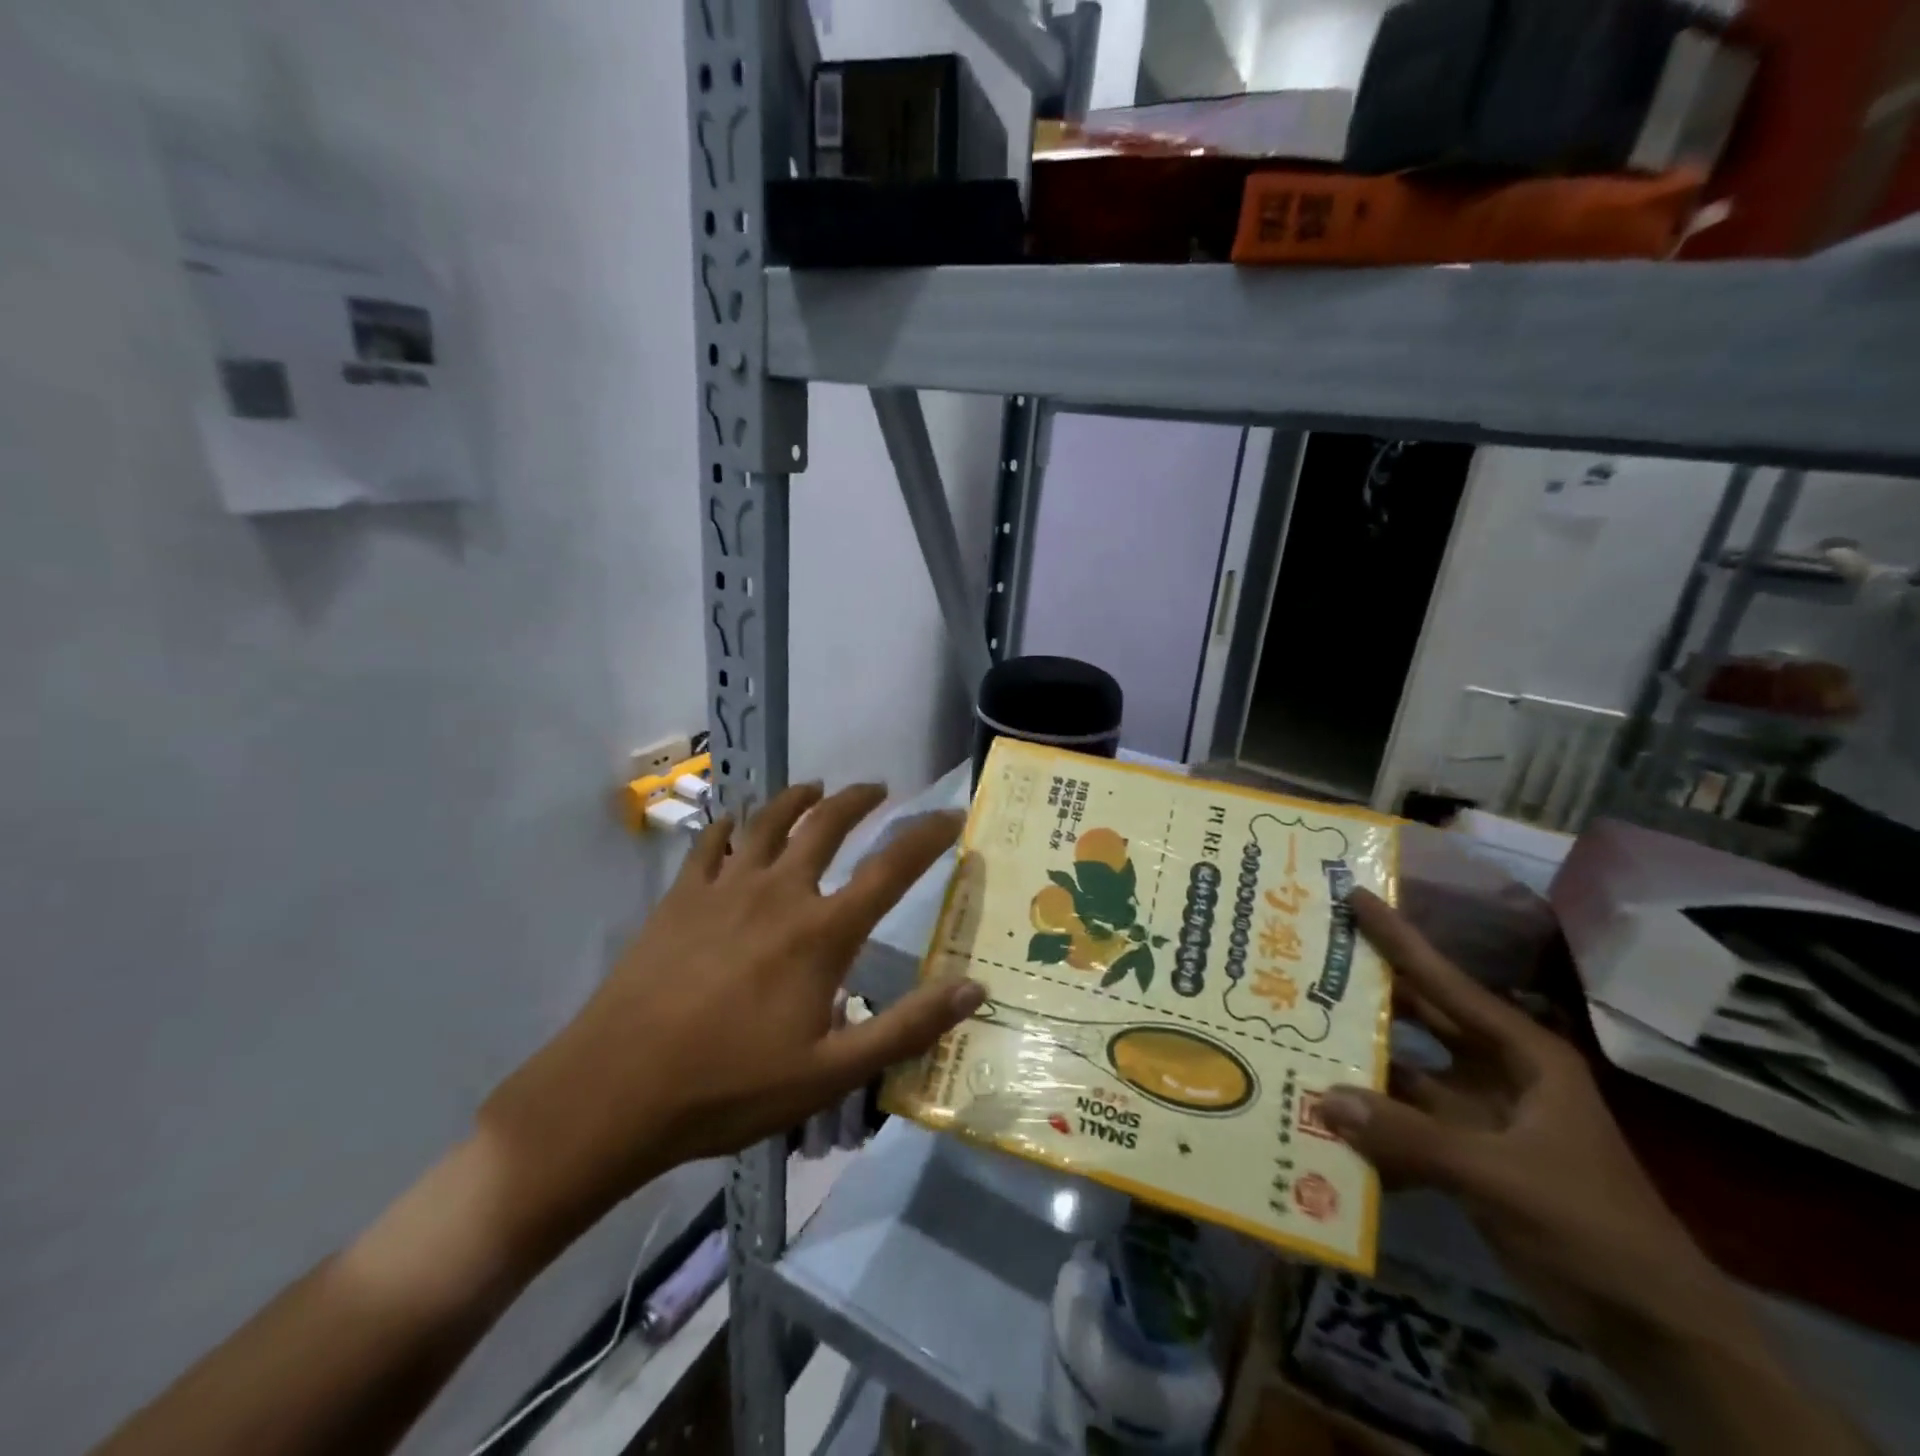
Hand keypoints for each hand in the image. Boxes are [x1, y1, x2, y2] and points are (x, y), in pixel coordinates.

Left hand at [478, 783, 982, 1255]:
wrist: (615, 1090)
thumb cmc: (731, 1086)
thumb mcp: (832, 1072)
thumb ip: (907, 1028)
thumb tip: (974, 989)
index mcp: (822, 932)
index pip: (891, 868)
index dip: (927, 836)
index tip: (951, 813)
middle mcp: (779, 892)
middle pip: (827, 824)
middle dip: (859, 800)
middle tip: (878, 789)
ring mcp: (724, 888)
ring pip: (769, 820)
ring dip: (798, 797)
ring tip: (816, 788)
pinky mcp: (680, 897)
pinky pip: (710, 843)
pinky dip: (730, 824)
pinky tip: (735, 822)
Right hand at [1318, 890, 1739, 1356]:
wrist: (1655, 1330)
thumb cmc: (1593, 1228)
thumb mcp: (1504, 1178)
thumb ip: (1411, 1138)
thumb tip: (1323, 1098)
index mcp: (1522, 1055)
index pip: (1447, 982)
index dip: (1398, 939)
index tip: (1353, 896)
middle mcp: (1495, 1071)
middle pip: (1419, 1019)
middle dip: (1365, 994)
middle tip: (1304, 961)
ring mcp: (1478, 1113)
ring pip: (1403, 1072)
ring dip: (1357, 1062)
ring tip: (1295, 1034)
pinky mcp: (1464, 1154)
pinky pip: (1402, 1125)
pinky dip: (1367, 1124)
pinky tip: (1318, 1121)